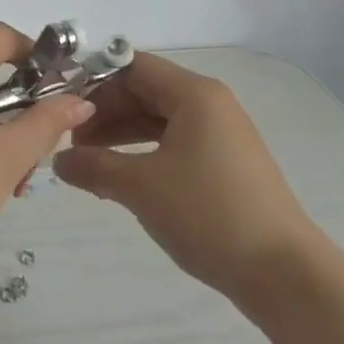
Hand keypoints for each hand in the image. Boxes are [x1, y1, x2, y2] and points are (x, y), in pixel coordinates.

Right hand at [52, 51, 319, 313]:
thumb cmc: (209, 214)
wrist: (286, 276)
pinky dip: (144, 153)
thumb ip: (93, 166)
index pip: (131, 66)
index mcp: (194, 93)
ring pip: (158, 120)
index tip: (61, 107)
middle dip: (104, 112)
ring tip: (87, 162)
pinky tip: (122, 178)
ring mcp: (221, 135)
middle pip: (144, 91)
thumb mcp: (141, 187)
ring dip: (120, 135)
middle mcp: (210, 104)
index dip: (93, 82)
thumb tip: (58, 161)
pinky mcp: (226, 165)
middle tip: (70, 141)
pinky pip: (174, 143)